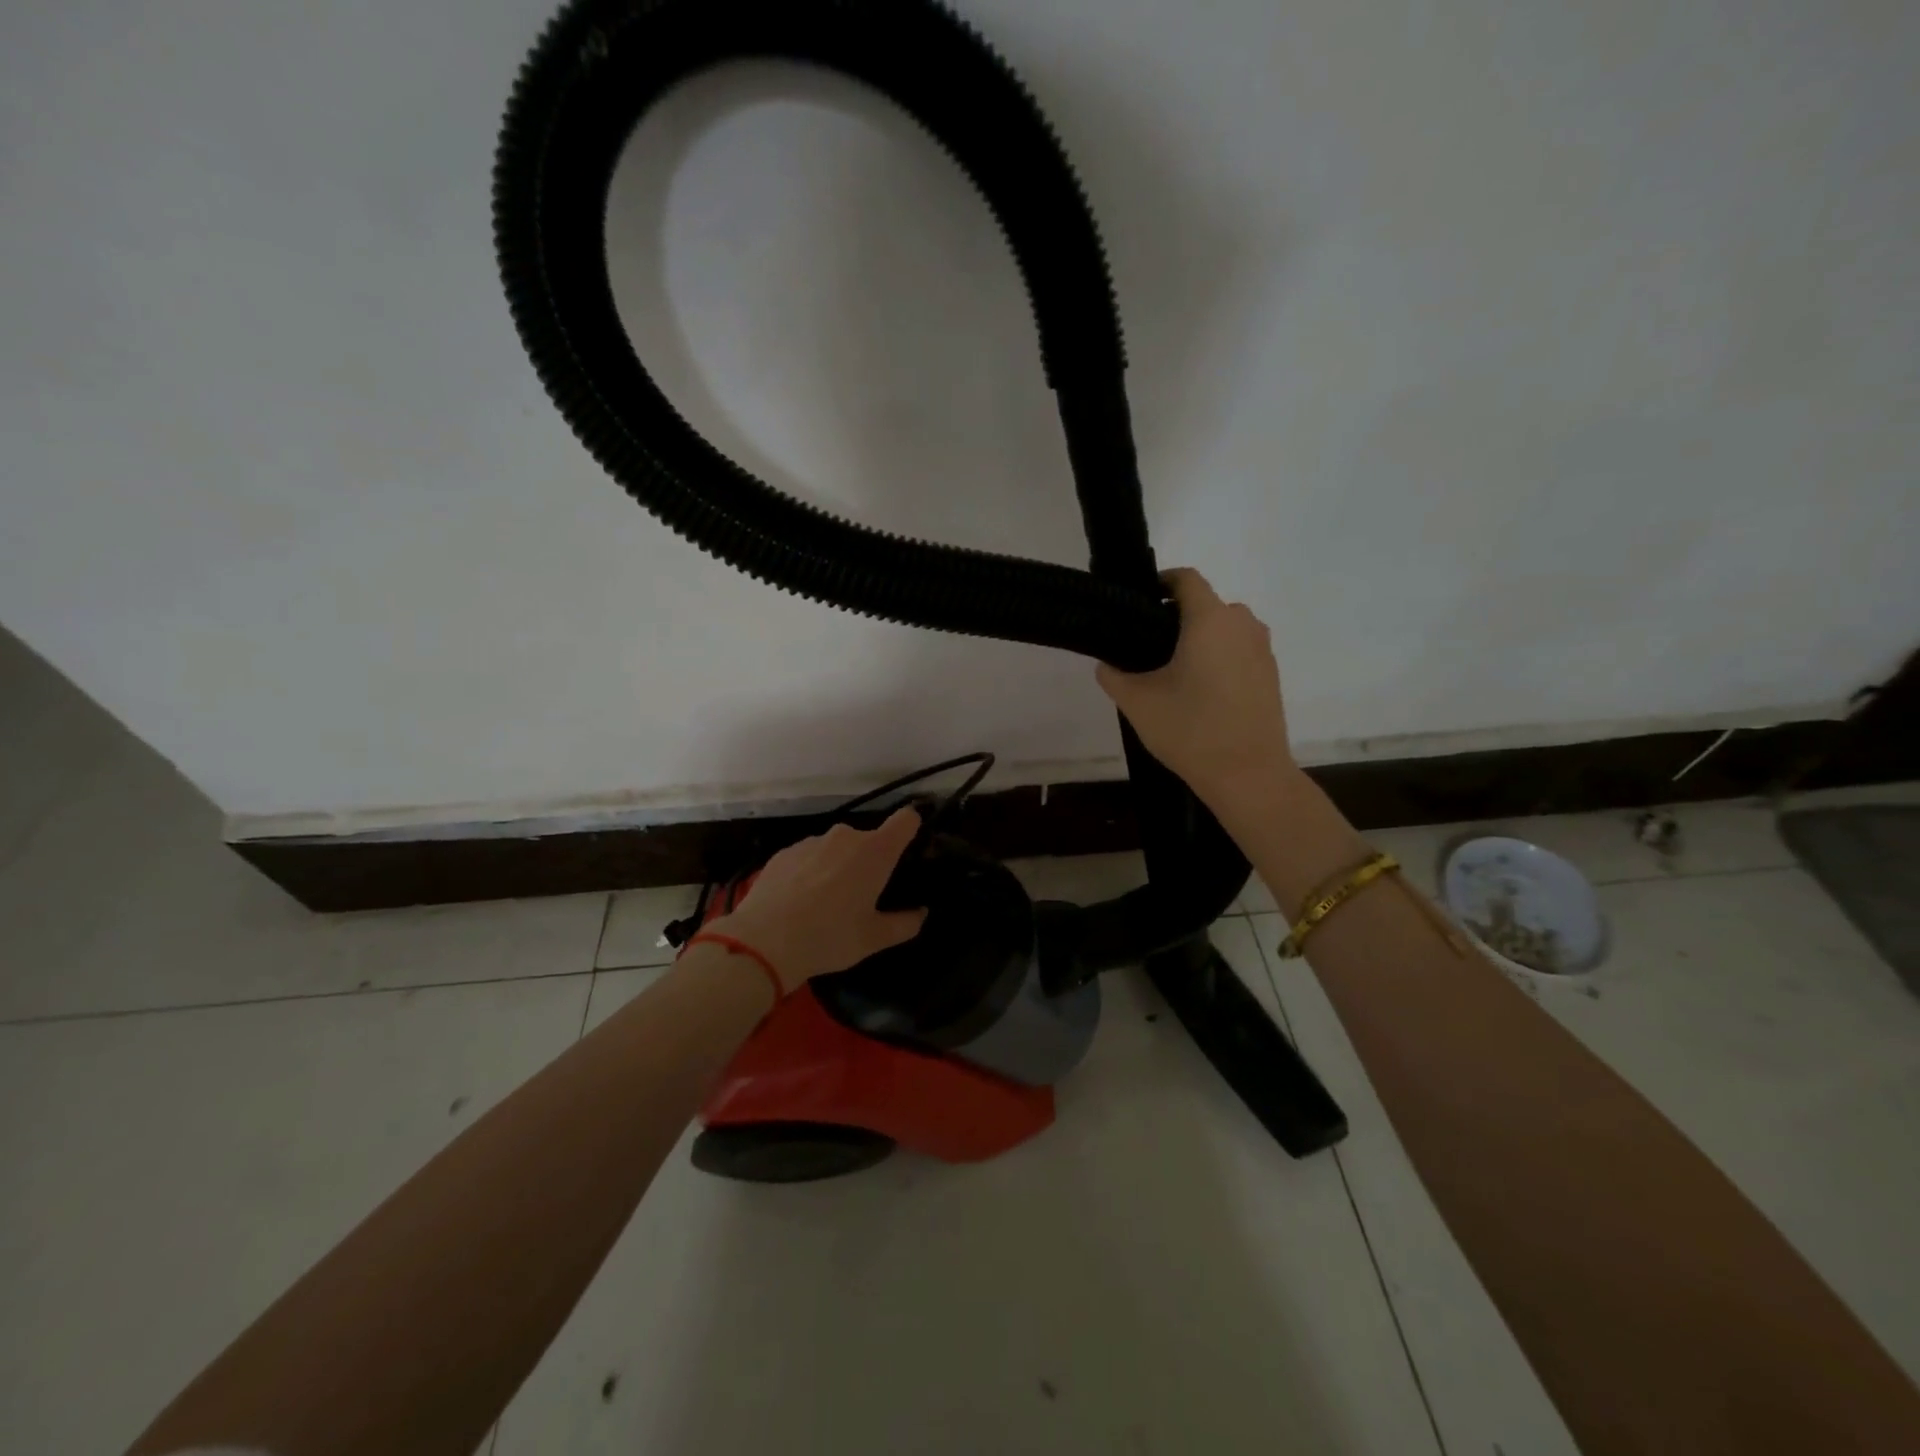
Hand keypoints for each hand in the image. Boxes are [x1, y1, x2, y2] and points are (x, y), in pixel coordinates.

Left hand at [709, 806, 929, 990]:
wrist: (762, 942)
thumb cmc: (830, 937)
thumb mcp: (874, 939)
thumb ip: (905, 924)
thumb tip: (920, 913)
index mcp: (875, 851)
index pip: (906, 819)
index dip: (912, 829)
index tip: (908, 851)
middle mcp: (846, 836)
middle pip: (869, 840)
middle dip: (870, 862)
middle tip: (863, 897)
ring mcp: (812, 841)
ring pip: (837, 848)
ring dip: (839, 866)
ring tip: (826, 903)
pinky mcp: (784, 852)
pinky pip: (809, 857)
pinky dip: (811, 872)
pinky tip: (799, 902)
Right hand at [1095, 567, 1294, 804]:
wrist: (1249, 775)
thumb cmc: (1191, 730)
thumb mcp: (1137, 702)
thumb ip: (1113, 675)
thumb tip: (1107, 664)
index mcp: (1210, 620)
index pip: (1186, 579)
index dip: (1160, 582)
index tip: (1138, 602)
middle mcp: (1242, 625)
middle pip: (1205, 605)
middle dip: (1176, 617)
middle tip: (1146, 646)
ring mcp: (1262, 650)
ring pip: (1224, 629)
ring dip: (1199, 639)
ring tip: (1172, 671)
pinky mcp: (1270, 675)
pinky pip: (1239, 651)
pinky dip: (1218, 658)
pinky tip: (1199, 691)